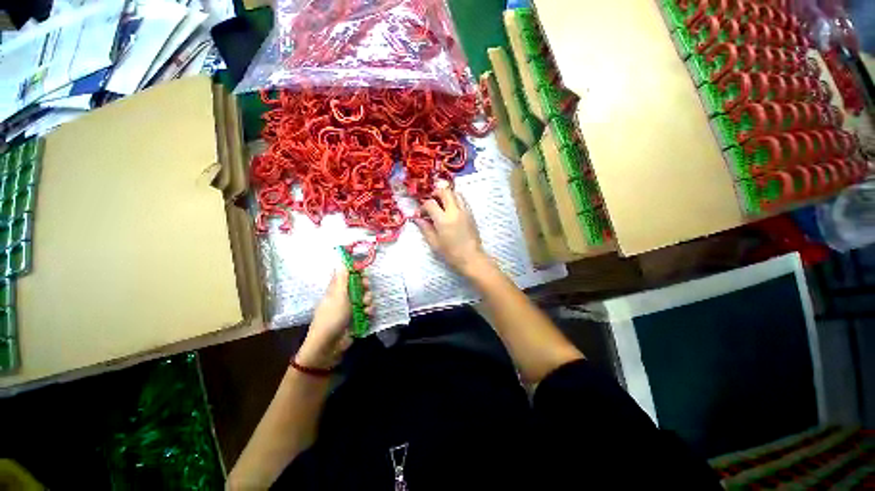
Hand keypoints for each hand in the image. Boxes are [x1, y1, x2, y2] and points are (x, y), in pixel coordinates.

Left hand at [296, 267, 372, 369]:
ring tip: (366, 306)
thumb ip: (343, 278)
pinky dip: (369, 310)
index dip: (356, 271)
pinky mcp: (358, 317)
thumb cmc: (332, 316)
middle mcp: (344, 296)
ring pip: (365, 297)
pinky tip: (367, 314)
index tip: (363, 271)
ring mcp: (351, 307)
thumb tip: (341, 260)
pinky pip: (367, 309)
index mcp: (336, 289)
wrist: (330, 344)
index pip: (347, 275)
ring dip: (368, 300)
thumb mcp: (338, 295)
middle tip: (366, 287)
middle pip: (359, 285)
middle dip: (365, 286)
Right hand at [414, 184, 489, 277]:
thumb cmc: (451, 253)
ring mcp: (465, 211)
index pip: (430, 204)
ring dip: (447, 195)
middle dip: (436, 194)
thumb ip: (426, 228)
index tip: (421, 213)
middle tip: (431, 202)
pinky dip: (455, 200)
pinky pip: (463, 200)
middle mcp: (455, 212)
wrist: (472, 258)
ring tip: (442, 204)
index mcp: (443, 220)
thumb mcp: (435, 243)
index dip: (423, 206)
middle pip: (445, 192)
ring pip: (456, 193)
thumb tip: (418, 219)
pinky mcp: (471, 214)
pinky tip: (451, 209)